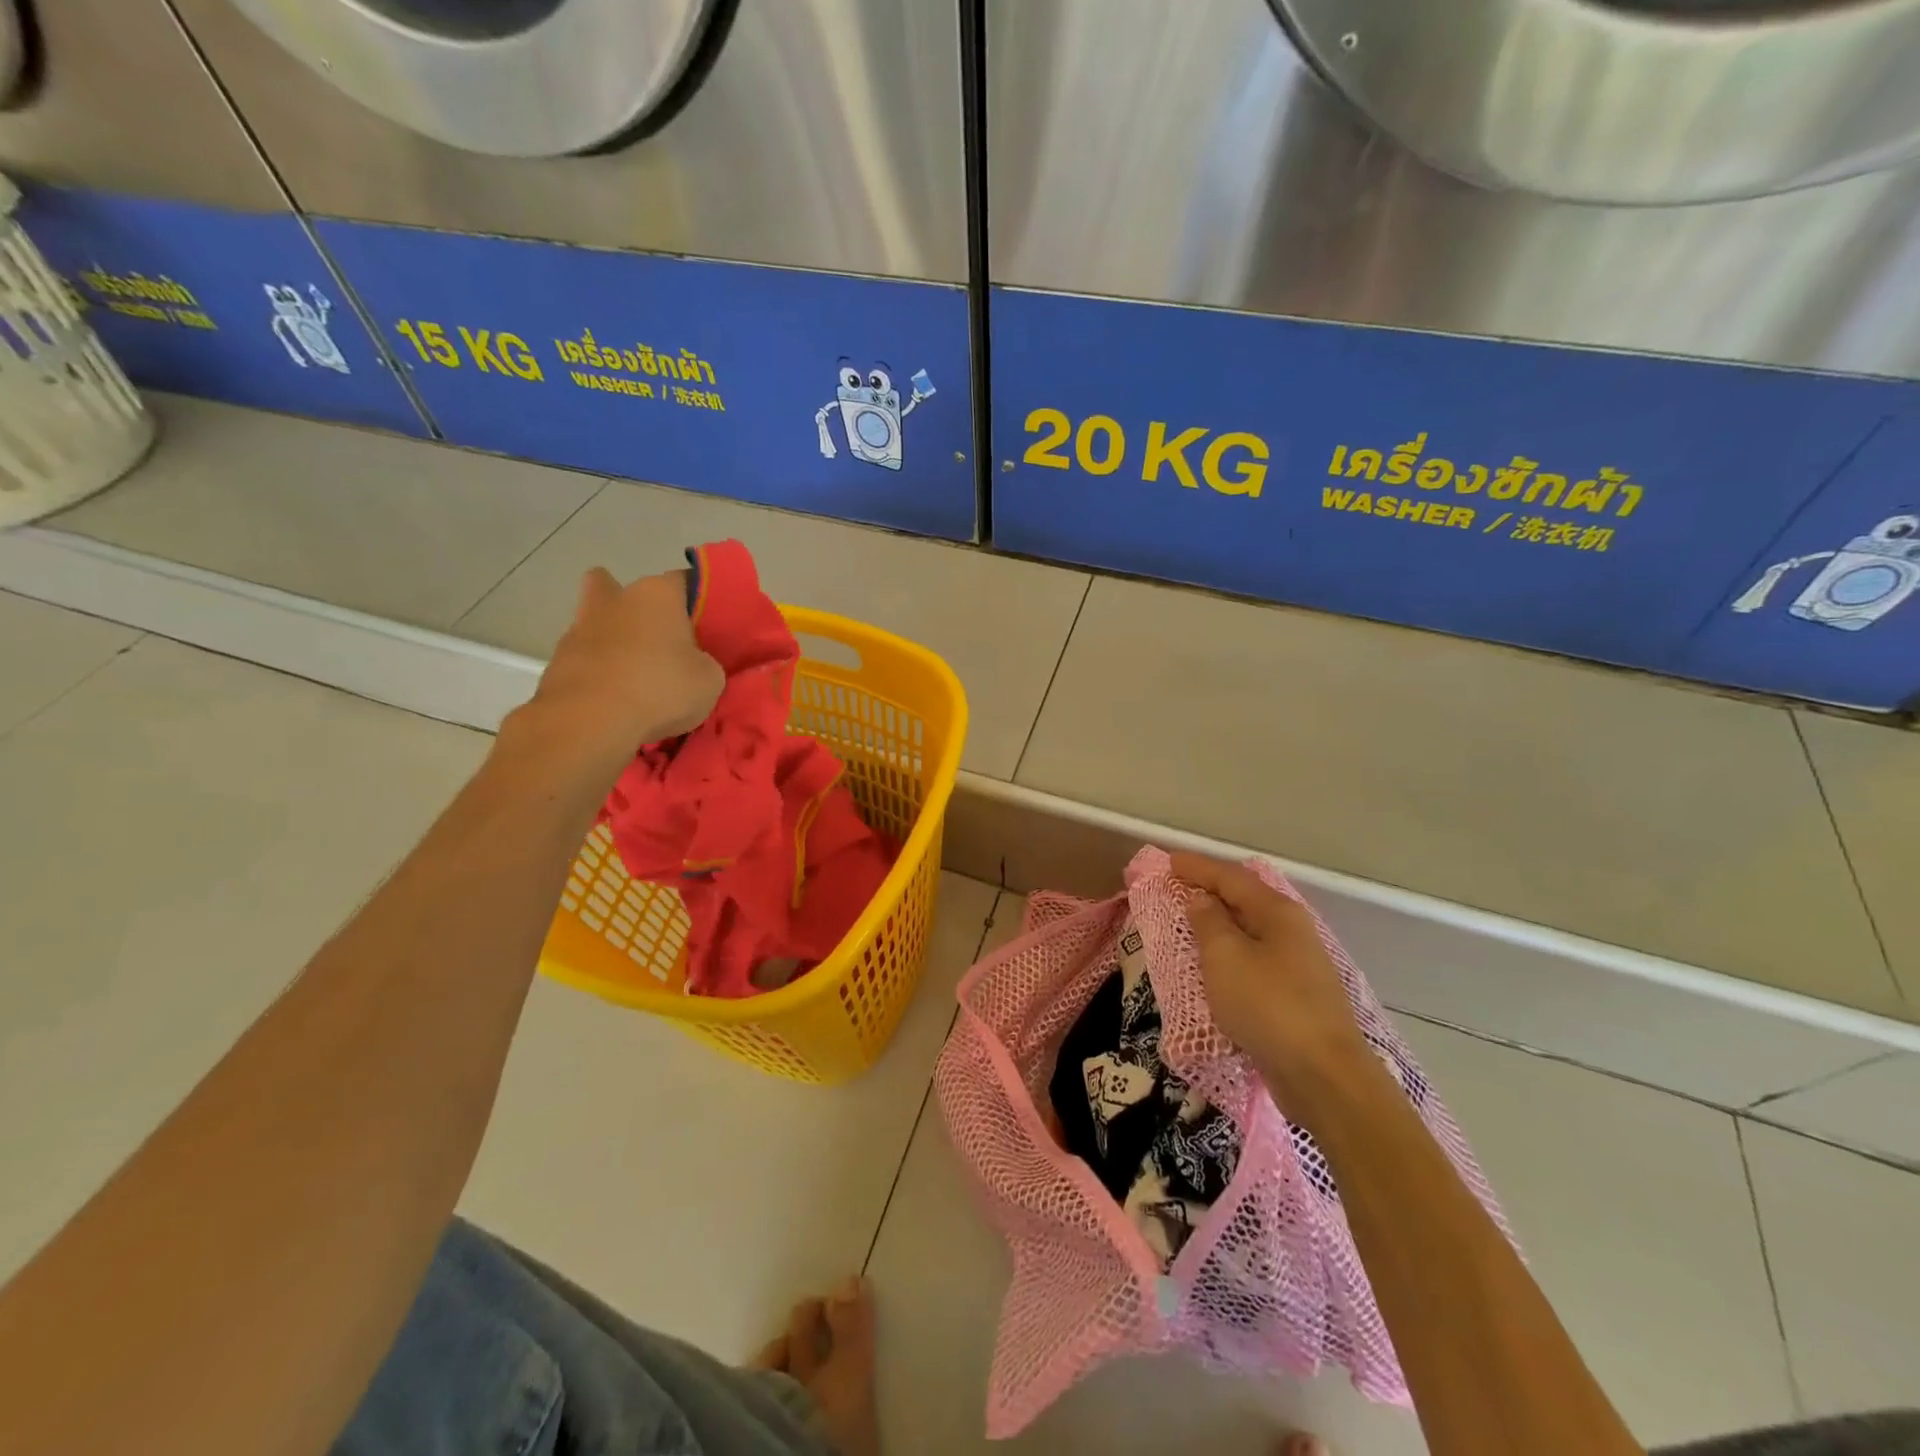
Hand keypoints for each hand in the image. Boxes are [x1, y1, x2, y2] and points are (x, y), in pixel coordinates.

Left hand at [506, 567, 724, 779]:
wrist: (589, 722)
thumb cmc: (660, 689)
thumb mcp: (709, 680)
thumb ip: (705, 663)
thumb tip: (693, 663)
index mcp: (658, 594)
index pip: (686, 581)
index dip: (698, 602)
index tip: (707, 627)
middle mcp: (617, 598)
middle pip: (625, 589)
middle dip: (639, 609)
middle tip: (660, 641)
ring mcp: (580, 627)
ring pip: (598, 621)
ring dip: (613, 639)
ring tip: (634, 673)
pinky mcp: (558, 660)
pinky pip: (586, 657)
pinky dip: (598, 670)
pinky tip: (614, 696)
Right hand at [1170, 852, 1388, 1128]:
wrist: (1324, 1077)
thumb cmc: (1268, 1006)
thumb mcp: (1225, 957)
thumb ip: (1209, 922)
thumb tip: (1202, 900)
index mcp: (1277, 913)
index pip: (1231, 877)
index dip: (1198, 867)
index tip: (1168, 860)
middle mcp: (1292, 931)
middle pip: (1245, 899)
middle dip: (1210, 890)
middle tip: (1176, 886)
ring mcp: (1298, 964)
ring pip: (1250, 930)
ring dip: (1220, 922)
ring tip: (1189, 920)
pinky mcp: (1296, 995)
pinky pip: (1254, 959)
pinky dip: (1230, 952)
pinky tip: (1216, 963)